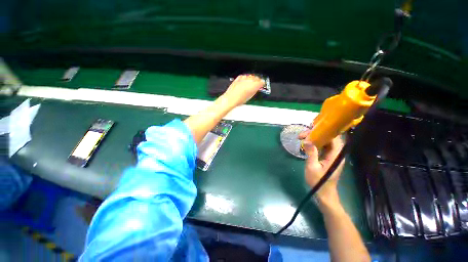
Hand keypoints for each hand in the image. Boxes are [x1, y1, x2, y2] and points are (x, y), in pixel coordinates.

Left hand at [222, 74, 264, 106]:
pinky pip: (244, 76)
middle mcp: (250, 80)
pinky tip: (245, 82)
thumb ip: (255, 91)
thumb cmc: (239, 99)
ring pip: (251, 76)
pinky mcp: (238, 78)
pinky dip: (245, 78)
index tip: (261, 85)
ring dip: (252, 79)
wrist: (231, 98)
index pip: (261, 82)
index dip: (262, 84)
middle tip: (257, 85)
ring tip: (251, 84)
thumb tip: (256, 89)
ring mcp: (244, 78)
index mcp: (254, 85)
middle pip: (256, 78)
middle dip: (257, 81)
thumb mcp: (250, 96)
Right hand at [301, 135, 344, 205]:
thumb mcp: (312, 167)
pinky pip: (323, 147)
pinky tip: (307, 143)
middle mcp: (336, 154)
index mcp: (335, 155)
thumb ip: (311, 153)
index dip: (325, 131)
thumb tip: (307, 140)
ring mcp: (332, 156)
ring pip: (325, 142)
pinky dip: (315, 143)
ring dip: (315, 138)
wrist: (324, 193)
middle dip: (316, 134)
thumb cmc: (318, 181)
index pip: (334, 138)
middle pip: (329, 138)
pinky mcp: (328, 157)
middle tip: (302, 135)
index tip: (311, 128)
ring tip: (302, 137)